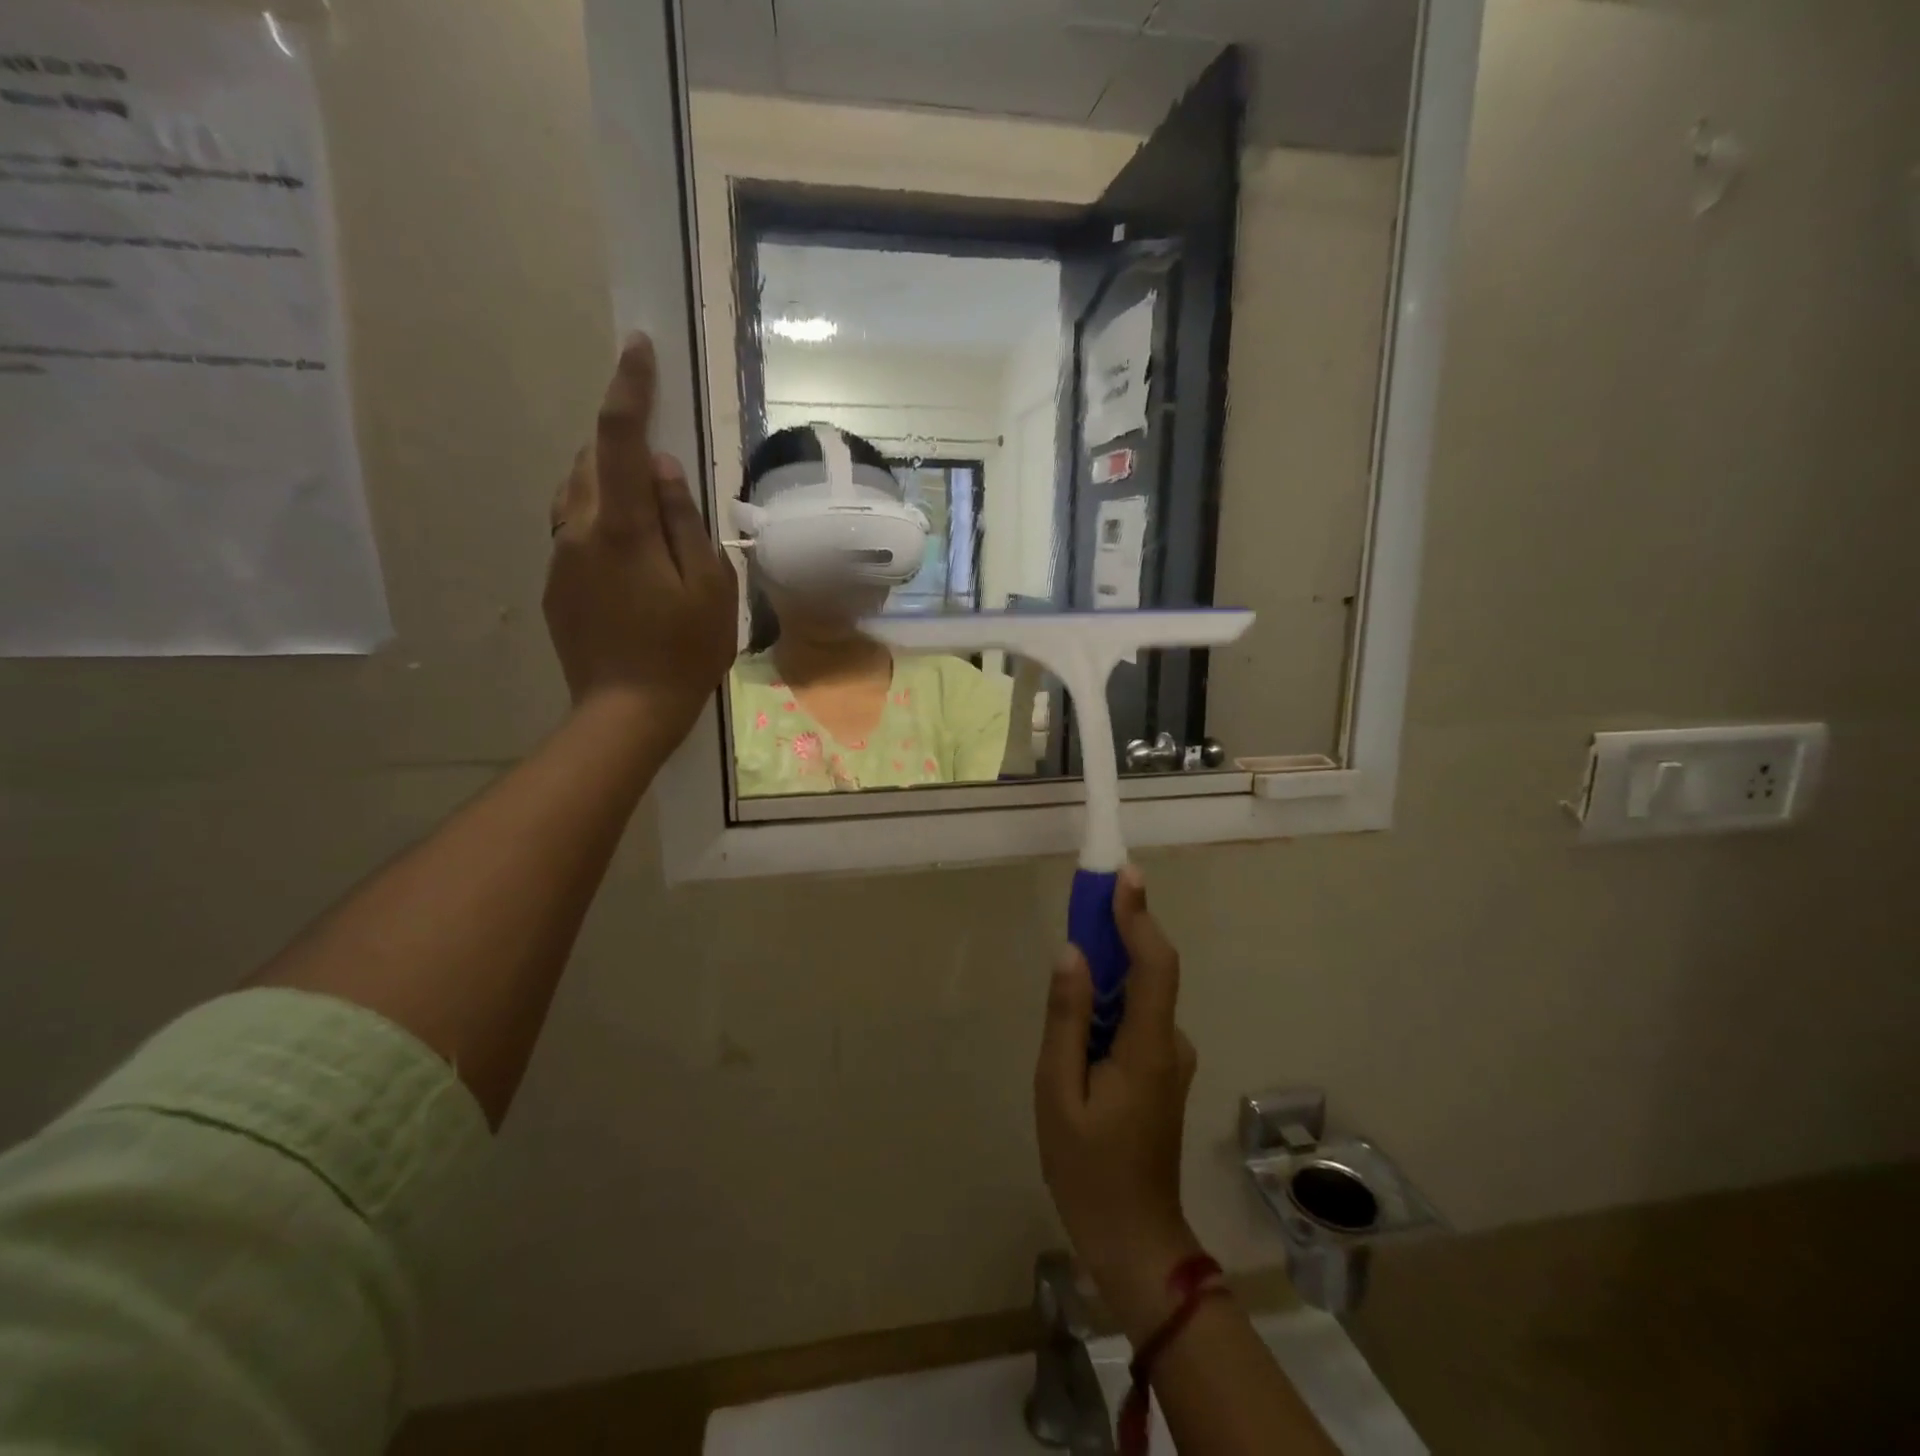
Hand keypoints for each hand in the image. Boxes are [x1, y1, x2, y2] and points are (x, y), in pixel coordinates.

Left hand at [545, 333, 738, 749]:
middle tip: (660, 460)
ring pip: (577, 494)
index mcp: (621, 527)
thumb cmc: (684, 652)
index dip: (629, 388)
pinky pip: (575, 531)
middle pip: (591, 460)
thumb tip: (661, 468)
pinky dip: (601, 521)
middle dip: (619, 441)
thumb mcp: (709, 587)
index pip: (619, 438)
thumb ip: (684, 521)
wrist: (626, 712)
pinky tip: (632, 557)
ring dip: (608, 481)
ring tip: (647, 507)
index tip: (637, 347)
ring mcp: (560, 558)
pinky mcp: (556, 584)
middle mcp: (578, 530)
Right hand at [1035, 866, 1202, 1342]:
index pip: (1153, 963)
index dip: (1139, 915)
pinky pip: (1135, 1020)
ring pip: (1139, 997)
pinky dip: (1108, 1007)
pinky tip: (1077, 1035)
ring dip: (1106, 976)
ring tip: (1066, 988)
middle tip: (1080, 910)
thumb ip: (1066, 1019)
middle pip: (1148, 972)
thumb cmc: (1088, 1169)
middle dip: (1116, 934)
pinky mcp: (1162, 1071)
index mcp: (1148, 1046)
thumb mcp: (1058, 1092)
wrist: (1134, 1239)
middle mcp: (1171, 1042)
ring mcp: (1170, 1058)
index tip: (1124, 874)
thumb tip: (1072, 954)